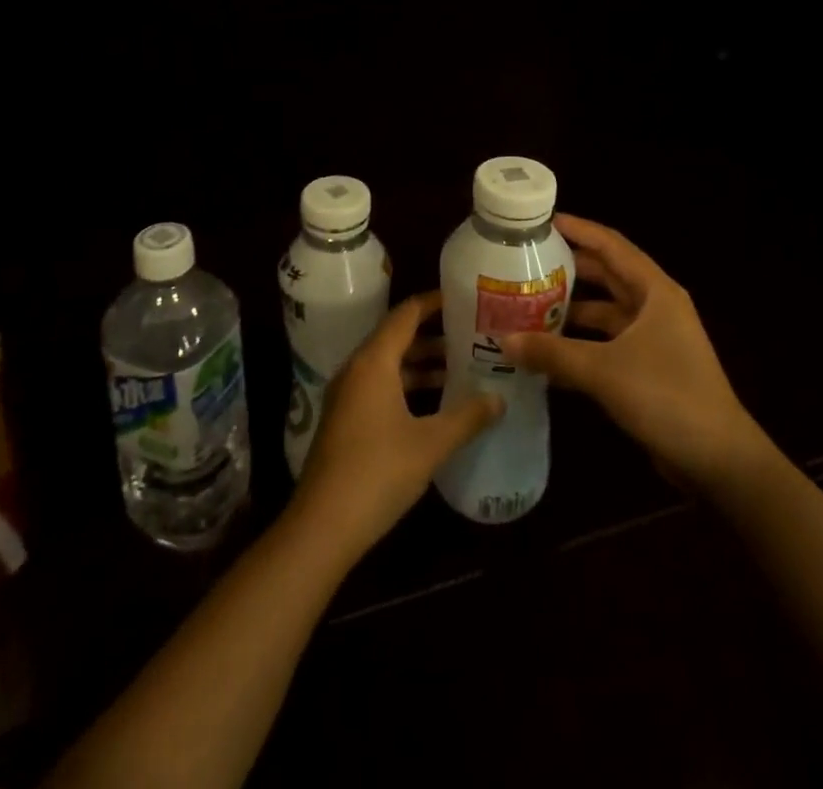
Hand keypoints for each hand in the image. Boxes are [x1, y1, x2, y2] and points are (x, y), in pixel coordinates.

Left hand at [292, 292, 502, 555]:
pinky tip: (435, 403)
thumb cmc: (378, 472)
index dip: (434, 302)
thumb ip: (467, 417)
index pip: (406, 314)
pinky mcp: (345, 419)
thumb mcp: (430, 444)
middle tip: (472, 333)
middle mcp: (357, 368)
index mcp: (374, 361)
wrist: (323, 525)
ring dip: (422, 363)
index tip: (464, 297)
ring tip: (462, 366)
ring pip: (389, 364)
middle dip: (434, 335)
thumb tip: (500, 399)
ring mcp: (348, 395)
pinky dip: (407, 385)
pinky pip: (380, 385)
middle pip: (397, 337)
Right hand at [500, 214, 768, 492]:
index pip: (611, 245)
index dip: (578, 229)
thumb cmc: (667, 397)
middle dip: (568, 268)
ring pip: (605, 311)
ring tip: (527, 304)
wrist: (719, 460)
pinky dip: (580, 343)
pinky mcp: (648, 368)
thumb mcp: (604, 370)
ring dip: (571, 309)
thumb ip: (553, 353)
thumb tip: (503, 340)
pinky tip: (546, 352)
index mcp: (655, 291)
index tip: (541, 222)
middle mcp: (656, 307)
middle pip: (606, 275)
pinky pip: (607, 343)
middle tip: (526, 263)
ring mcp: (654, 338)